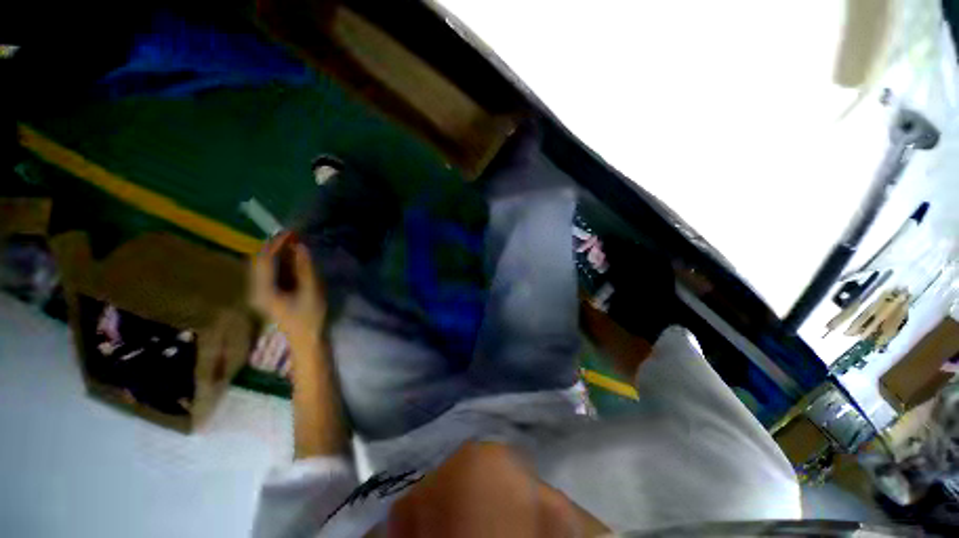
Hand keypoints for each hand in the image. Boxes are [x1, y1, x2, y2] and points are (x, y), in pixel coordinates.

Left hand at [251, 232, 326, 343]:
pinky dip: (280, 261)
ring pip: (263, 265)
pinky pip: (269, 271)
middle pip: (260, 260)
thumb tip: (301, 246)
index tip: (292, 232)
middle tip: (294, 236)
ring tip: (294, 243)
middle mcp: (256, 289)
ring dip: (278, 252)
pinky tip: (293, 258)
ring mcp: (260, 292)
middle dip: (275, 246)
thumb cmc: (309, 317)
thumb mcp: (311, 291)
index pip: (264, 259)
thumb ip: (305, 268)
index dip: (276, 243)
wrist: (305, 339)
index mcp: (263, 290)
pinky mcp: (268, 293)